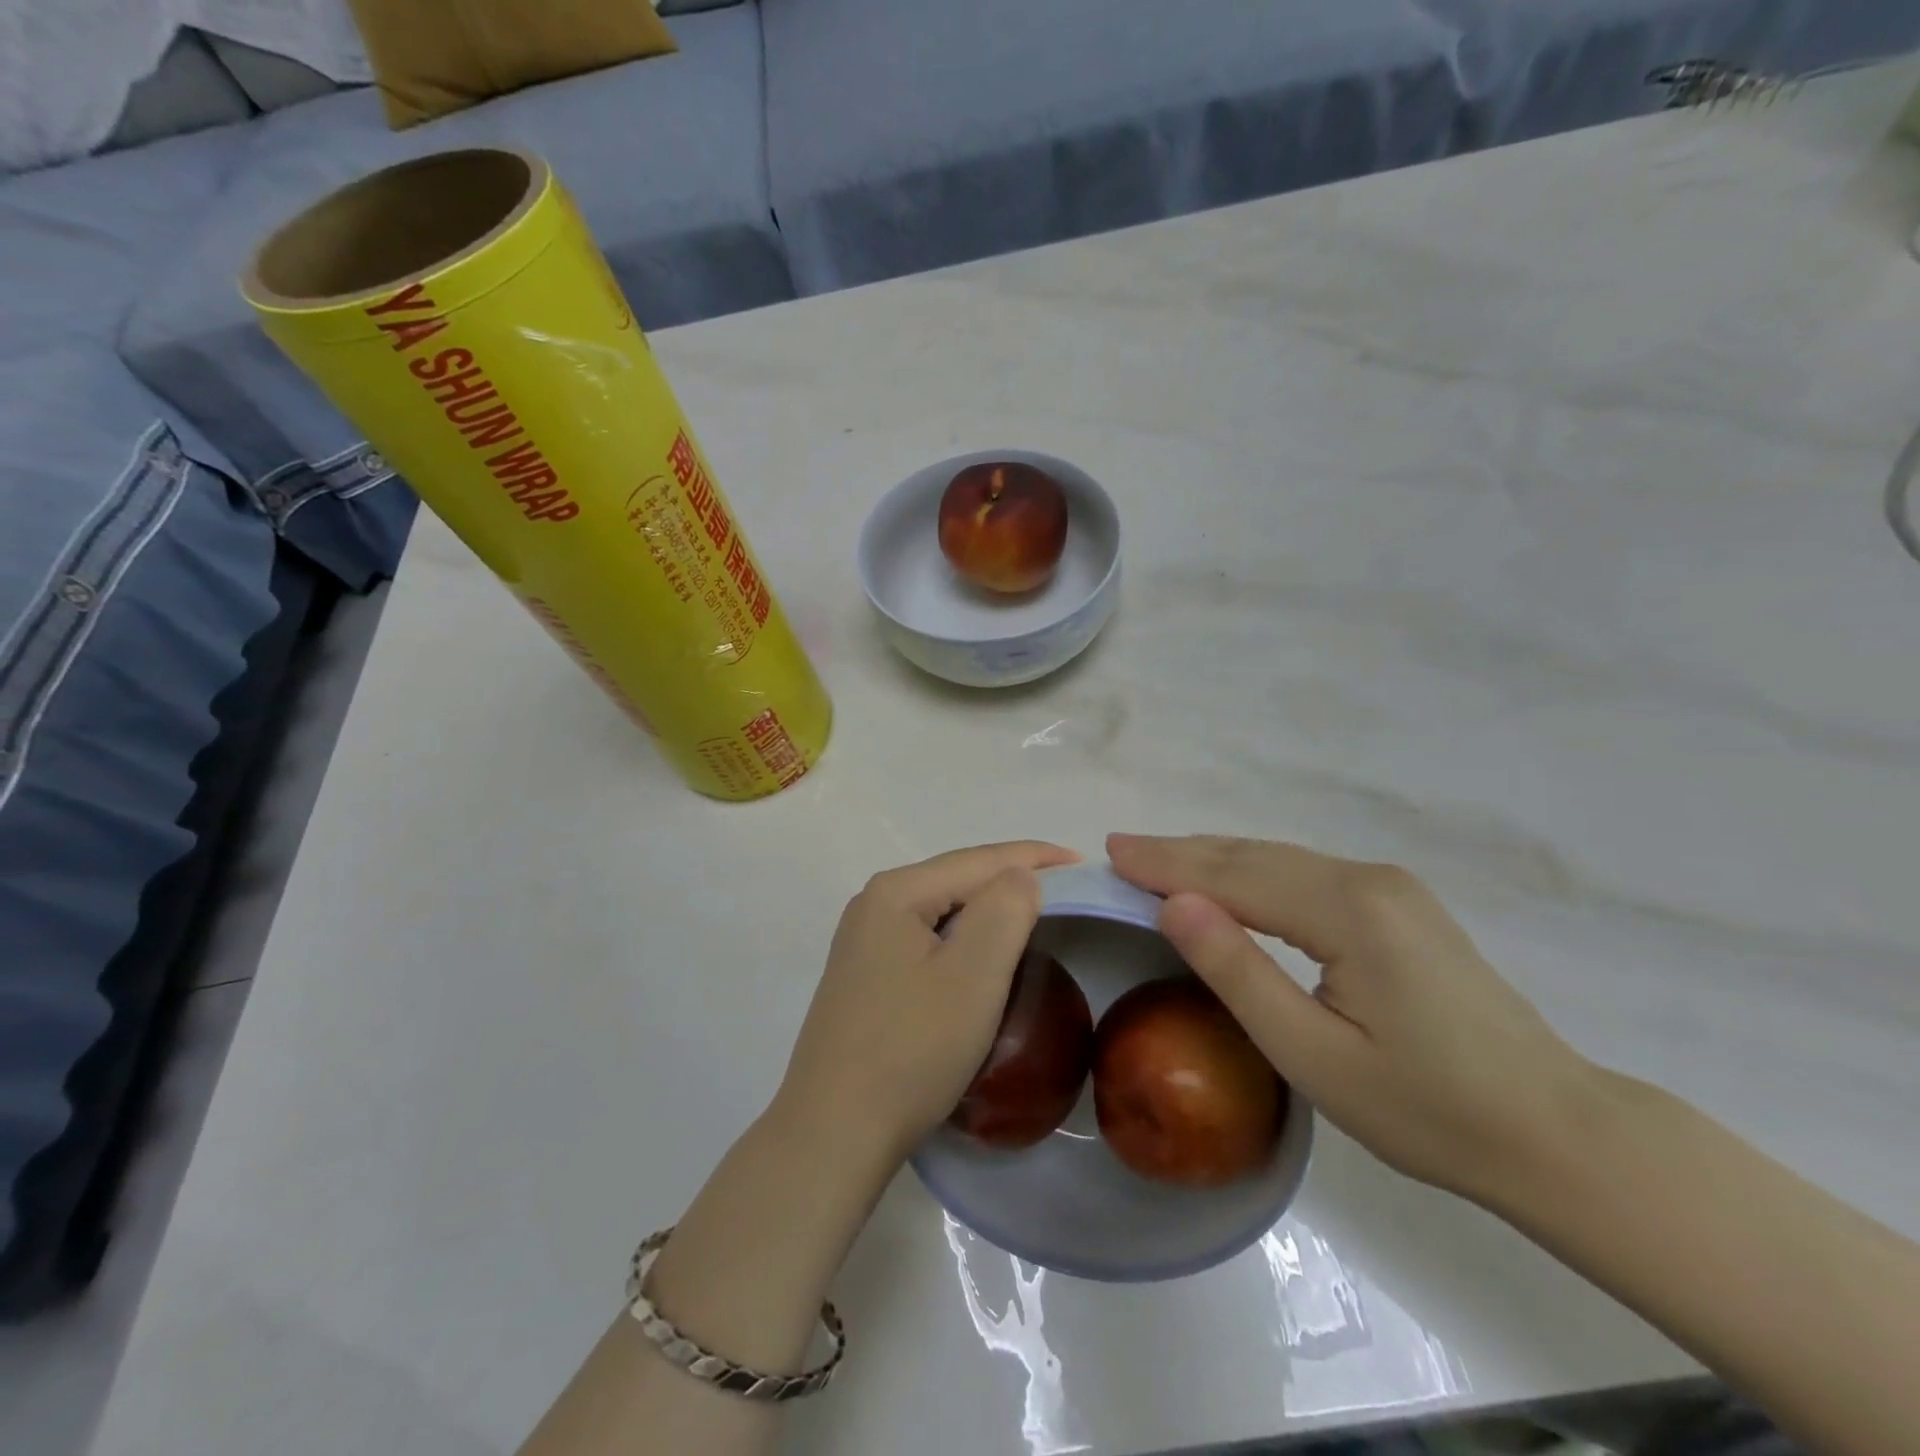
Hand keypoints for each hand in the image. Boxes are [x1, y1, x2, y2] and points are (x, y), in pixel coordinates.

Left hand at [775, 841, 1081, 1166]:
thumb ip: (1004, 911)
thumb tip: (1021, 876)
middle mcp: (874, 903)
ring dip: (988, 906)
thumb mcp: (972, 976)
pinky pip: (928, 936)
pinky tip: (983, 949)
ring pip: (943, 907)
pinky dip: (964, 935)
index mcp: (896, 892)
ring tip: (1034, 910)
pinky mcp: (866, 974)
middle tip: (1066, 887)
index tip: (1083, 861)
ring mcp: (865, 940)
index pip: (978, 860)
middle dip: (1012, 877)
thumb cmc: (911, 1050)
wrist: (834, 1132)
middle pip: (958, 878)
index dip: (1034, 857)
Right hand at [1108, 833, 1593, 1203]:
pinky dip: (1252, 872)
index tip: (1112, 850)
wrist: (1555, 1131)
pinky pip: (1305, 874)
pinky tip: (1229, 880)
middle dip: (1183, 853)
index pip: (1234, 876)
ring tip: (1158, 859)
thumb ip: (1239, 972)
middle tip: (1122, 848)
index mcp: (1348, 910)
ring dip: (1214, 859)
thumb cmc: (1427, 1108)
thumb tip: (1174, 903)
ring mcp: (1389, 888)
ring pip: (1279, 860)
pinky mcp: (1399, 905)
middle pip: (1254, 857)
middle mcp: (1368, 880)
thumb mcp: (1314, 1056)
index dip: (1168, 864)